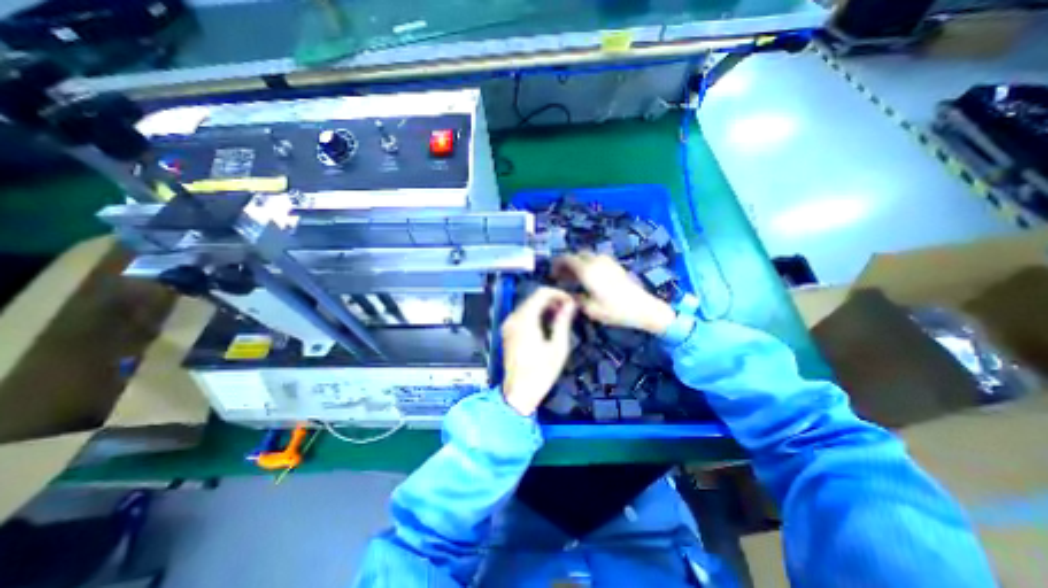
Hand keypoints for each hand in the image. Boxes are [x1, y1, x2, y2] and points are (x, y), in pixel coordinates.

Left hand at [502, 287, 577, 414]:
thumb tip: (570, 304)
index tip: (570, 302)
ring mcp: (509, 324)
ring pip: (528, 304)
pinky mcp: (508, 331)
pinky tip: (547, 323)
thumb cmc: (541, 372)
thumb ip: (562, 322)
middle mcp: (513, 317)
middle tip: (569, 309)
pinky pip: (523, 314)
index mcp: (525, 319)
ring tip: (561, 316)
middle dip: (552, 299)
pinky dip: (536, 313)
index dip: (558, 293)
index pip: (541, 293)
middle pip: (534, 297)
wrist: (519, 392)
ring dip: (545, 306)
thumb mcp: (558, 347)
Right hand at [552, 252, 675, 335]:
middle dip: (567, 263)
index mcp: (587, 270)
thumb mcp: (590, 309)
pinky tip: (589, 278)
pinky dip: (588, 265)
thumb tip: (566, 294)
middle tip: (562, 277)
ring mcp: (607, 262)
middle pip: (576, 255)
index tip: (553, 274)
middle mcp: (596, 261)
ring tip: (575, 278)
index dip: (557, 264)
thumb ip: (575, 299)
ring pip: (587, 256)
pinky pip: (597, 260)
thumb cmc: (614, 310)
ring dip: (578, 264)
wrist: (643, 308)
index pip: (566, 259)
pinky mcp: (615, 265)